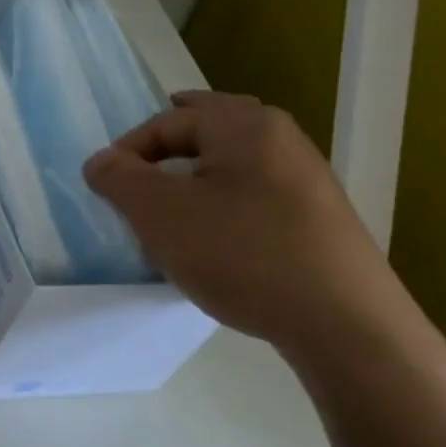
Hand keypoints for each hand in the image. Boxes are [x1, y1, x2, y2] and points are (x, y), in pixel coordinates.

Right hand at [83, 90, 408, 353]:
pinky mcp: (317, 218)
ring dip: (196, 175)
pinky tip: (212, 237)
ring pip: (233, 162)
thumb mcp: (160, 213)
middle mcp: (281, 139)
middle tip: (139, 167)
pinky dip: (223, 201)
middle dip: (169, 145)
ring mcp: (306, 179)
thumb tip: (101, 161)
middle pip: (209, 128)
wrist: (344, 324)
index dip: (127, 149)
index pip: (167, 121)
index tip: (107, 188)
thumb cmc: (241, 253)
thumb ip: (119, 177)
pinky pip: (254, 193)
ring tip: (169, 206)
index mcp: (244, 125)